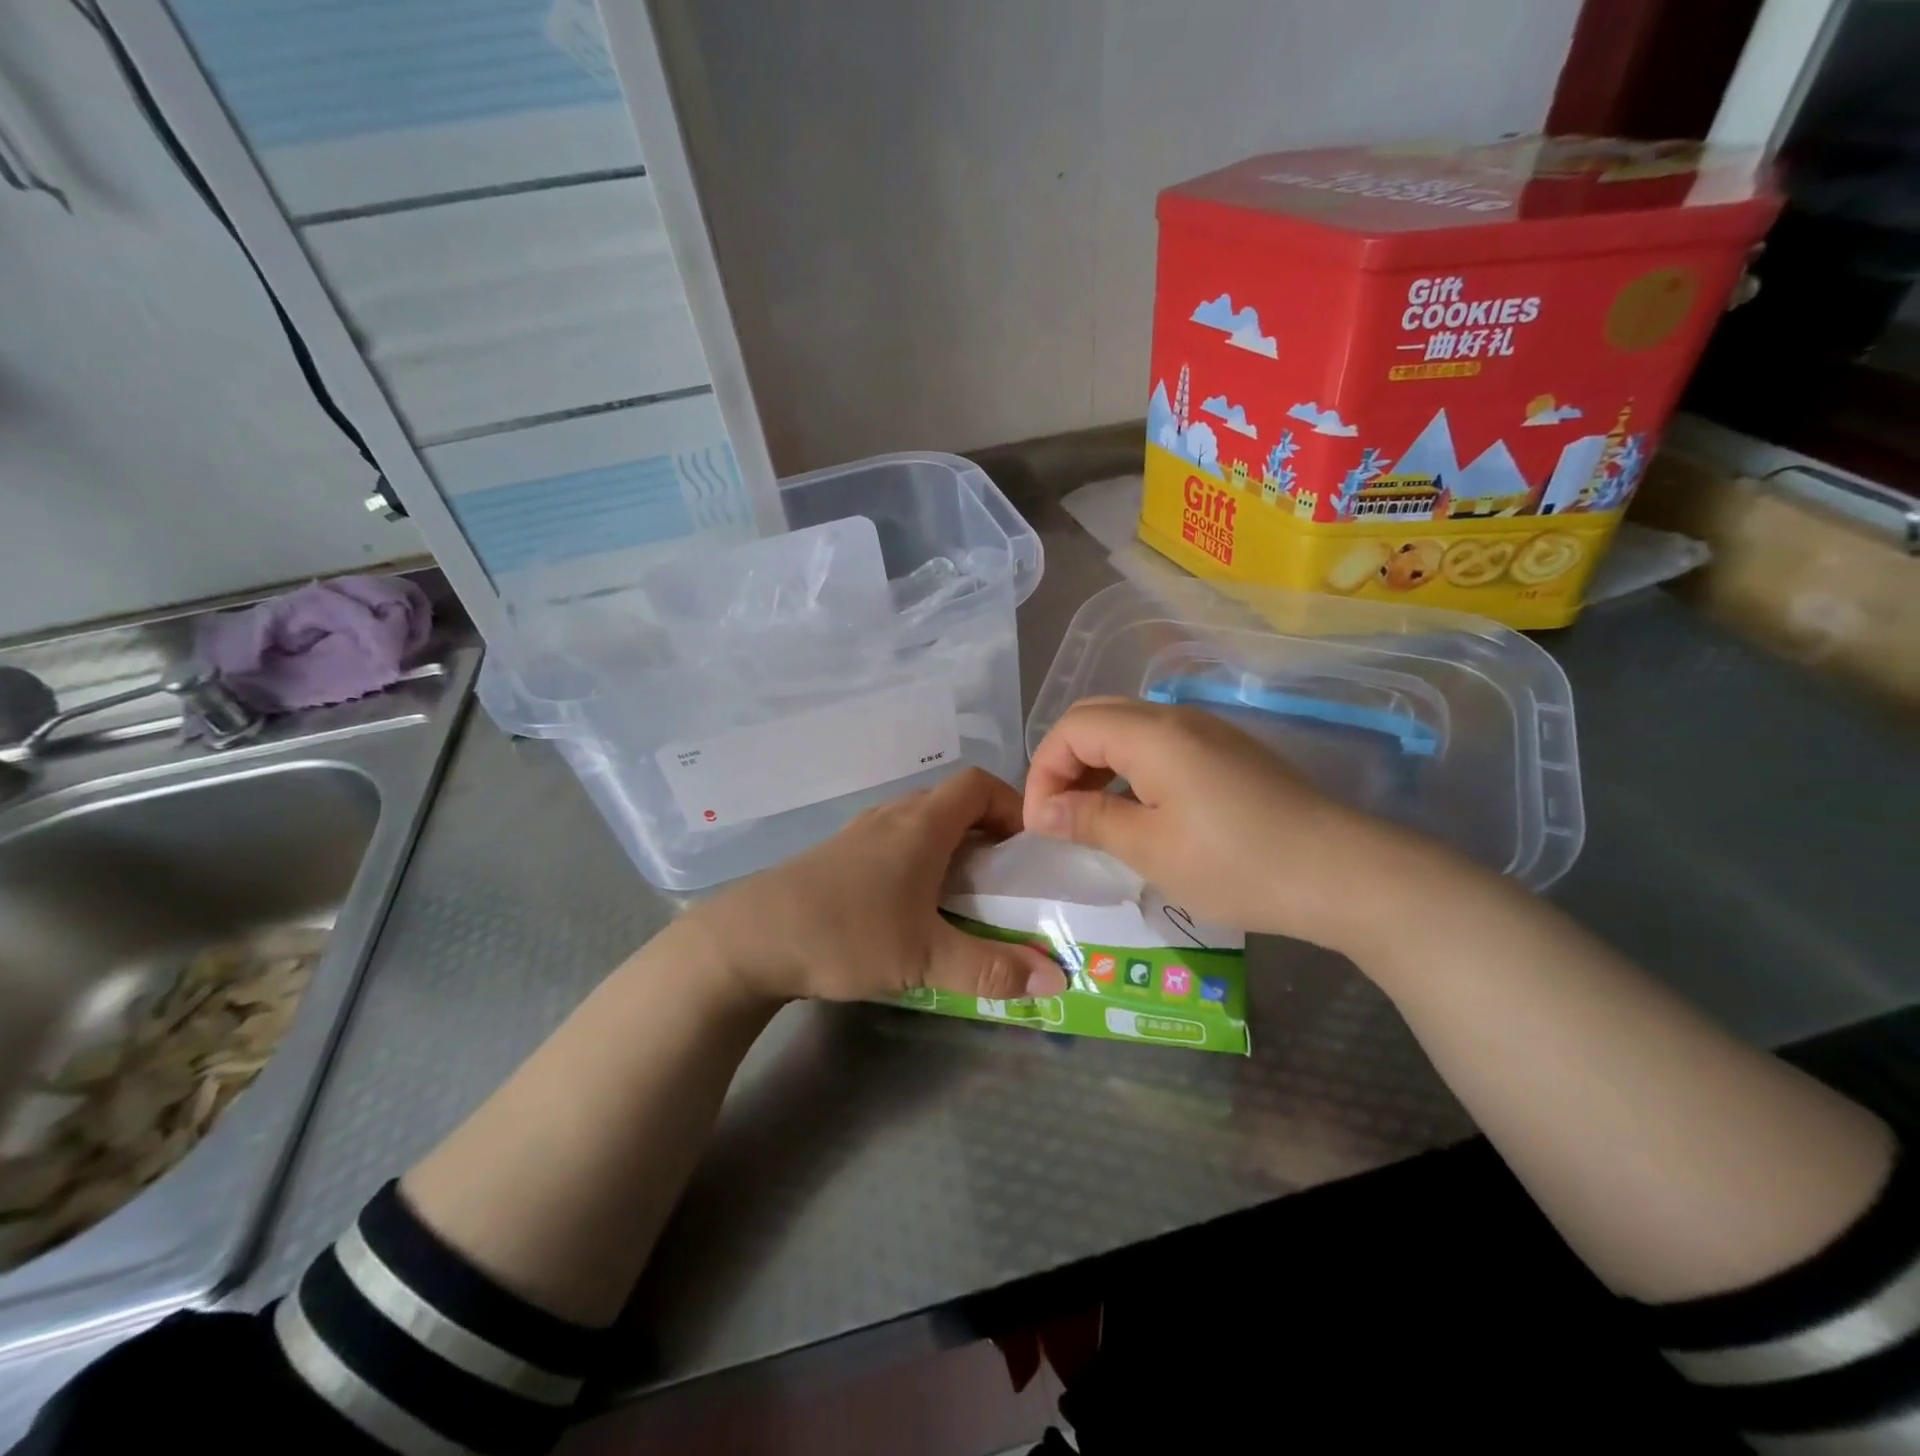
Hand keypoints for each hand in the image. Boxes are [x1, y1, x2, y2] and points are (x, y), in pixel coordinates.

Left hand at [687, 768, 1067, 1005]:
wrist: (749, 939)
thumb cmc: (846, 934)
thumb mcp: (925, 959)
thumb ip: (991, 969)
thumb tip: (1055, 978)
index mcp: (922, 825)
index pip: (979, 784)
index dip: (1012, 805)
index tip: (1028, 846)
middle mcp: (892, 816)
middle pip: (952, 802)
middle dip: (986, 831)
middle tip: (1004, 878)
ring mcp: (860, 833)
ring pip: (920, 822)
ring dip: (950, 846)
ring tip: (963, 894)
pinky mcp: (837, 855)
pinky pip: (893, 841)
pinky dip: (917, 859)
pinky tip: (910, 905)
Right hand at [1023, 699, 1465, 951]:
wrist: (1343, 873)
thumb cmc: (1237, 864)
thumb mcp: (1150, 849)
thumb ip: (1089, 820)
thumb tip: (1042, 812)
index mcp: (1152, 733)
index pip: (1071, 728)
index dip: (1043, 772)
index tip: (1041, 825)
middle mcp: (1176, 718)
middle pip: (1097, 719)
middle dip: (1065, 763)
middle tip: (1059, 817)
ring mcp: (1207, 732)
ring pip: (1128, 730)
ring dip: (1097, 766)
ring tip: (1090, 818)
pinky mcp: (1227, 753)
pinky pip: (1160, 746)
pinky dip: (1130, 771)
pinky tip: (1138, 813)